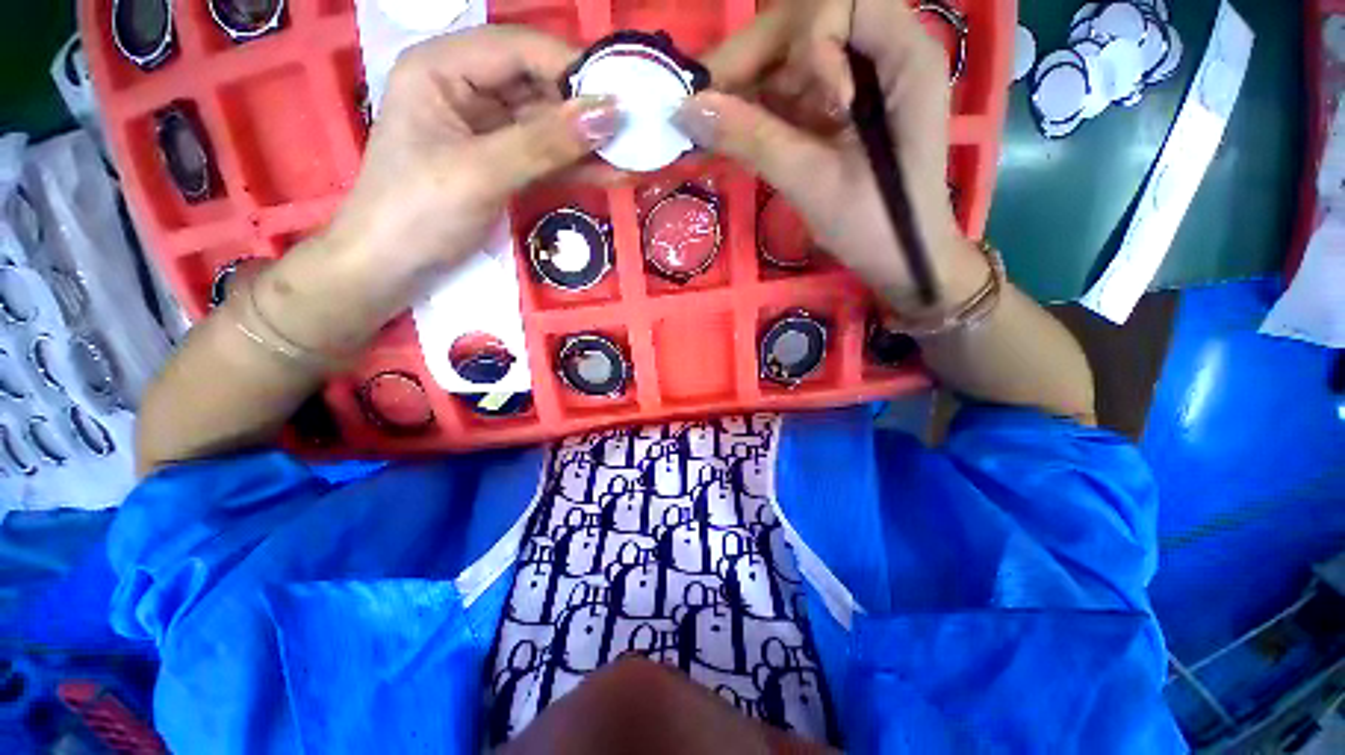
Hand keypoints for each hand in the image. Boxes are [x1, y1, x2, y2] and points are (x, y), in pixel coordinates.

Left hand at [323, 26, 620, 285]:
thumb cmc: (417, 213)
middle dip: (587, 111)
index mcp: (443, 68)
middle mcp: (466, 90)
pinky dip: (577, 168)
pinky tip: (613, 174)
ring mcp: (486, 131)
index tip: (624, 96)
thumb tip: (610, 114)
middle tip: (638, 131)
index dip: (574, 69)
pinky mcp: (501, 165)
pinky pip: (545, 159)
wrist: (391, 270)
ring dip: (589, 144)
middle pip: (539, 87)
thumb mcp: (481, 173)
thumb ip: (545, 143)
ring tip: (636, 155)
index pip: (520, 50)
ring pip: (547, 127)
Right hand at [684, 0, 987, 314]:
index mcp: (904, 56)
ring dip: (749, 87)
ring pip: (794, 56)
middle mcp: (886, 52)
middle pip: (809, 22)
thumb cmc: (874, 226)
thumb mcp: (813, 182)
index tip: (777, 97)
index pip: (838, 1)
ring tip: (716, 125)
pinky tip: (737, 132)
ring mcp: (862, 80)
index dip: (798, 38)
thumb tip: (687, 108)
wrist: (902, 261)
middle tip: (707, 104)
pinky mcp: (842, 109)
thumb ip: (753, 139)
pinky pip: (794, 91)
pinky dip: (760, 109)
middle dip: (755, 59)